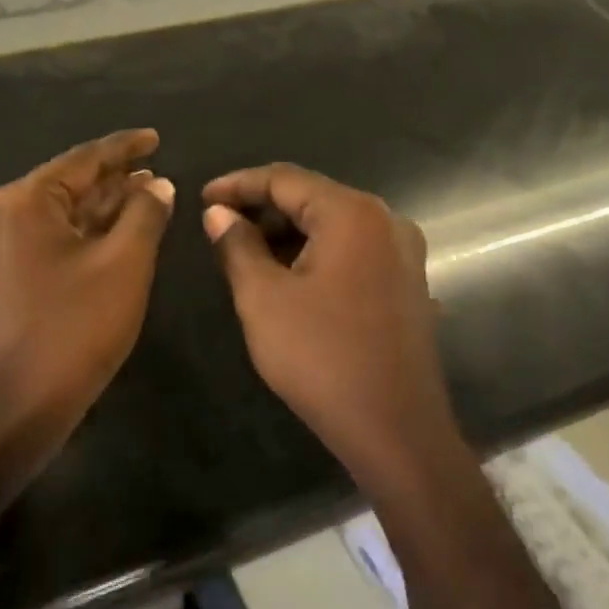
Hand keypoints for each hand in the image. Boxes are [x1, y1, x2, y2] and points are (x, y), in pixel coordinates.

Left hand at [0, 130, 174, 458]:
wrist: (13, 408)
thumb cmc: (73, 329)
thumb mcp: (122, 265)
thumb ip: (144, 215)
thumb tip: (157, 184)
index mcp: (24, 202)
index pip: (83, 160)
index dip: (124, 147)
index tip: (154, 137)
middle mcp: (2, 216)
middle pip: (68, 185)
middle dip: (114, 179)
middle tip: (155, 170)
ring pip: (59, 215)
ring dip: (101, 208)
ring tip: (144, 196)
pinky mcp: (1, 278)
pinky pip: (48, 241)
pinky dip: (83, 235)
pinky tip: (114, 236)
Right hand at [201, 164, 459, 484]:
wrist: (395, 429)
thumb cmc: (321, 357)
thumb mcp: (263, 298)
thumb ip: (237, 246)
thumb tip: (219, 214)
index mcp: (352, 214)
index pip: (285, 179)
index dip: (238, 185)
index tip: (202, 198)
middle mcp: (386, 221)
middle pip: (313, 198)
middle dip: (262, 209)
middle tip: (219, 228)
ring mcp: (403, 253)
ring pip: (333, 226)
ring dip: (288, 234)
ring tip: (246, 254)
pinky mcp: (407, 283)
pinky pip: (353, 251)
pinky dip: (316, 254)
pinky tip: (287, 277)